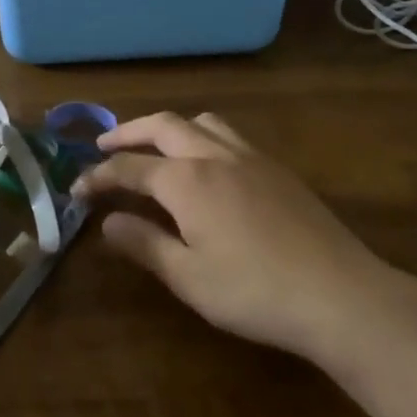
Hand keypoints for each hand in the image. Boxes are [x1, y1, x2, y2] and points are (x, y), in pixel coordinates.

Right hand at [74, 111, 415, 363]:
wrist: (341, 294)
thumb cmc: (255, 291)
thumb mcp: (189, 277)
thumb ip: (145, 244)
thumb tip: (108, 221)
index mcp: (186, 180)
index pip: (129, 167)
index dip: (98, 175)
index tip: (76, 188)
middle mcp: (214, 155)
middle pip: (162, 126)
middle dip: (128, 132)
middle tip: (104, 146)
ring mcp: (250, 157)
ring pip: (201, 122)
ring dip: (169, 127)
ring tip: (156, 147)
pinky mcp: (277, 168)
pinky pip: (230, 135)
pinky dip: (202, 136)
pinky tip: (208, 166)